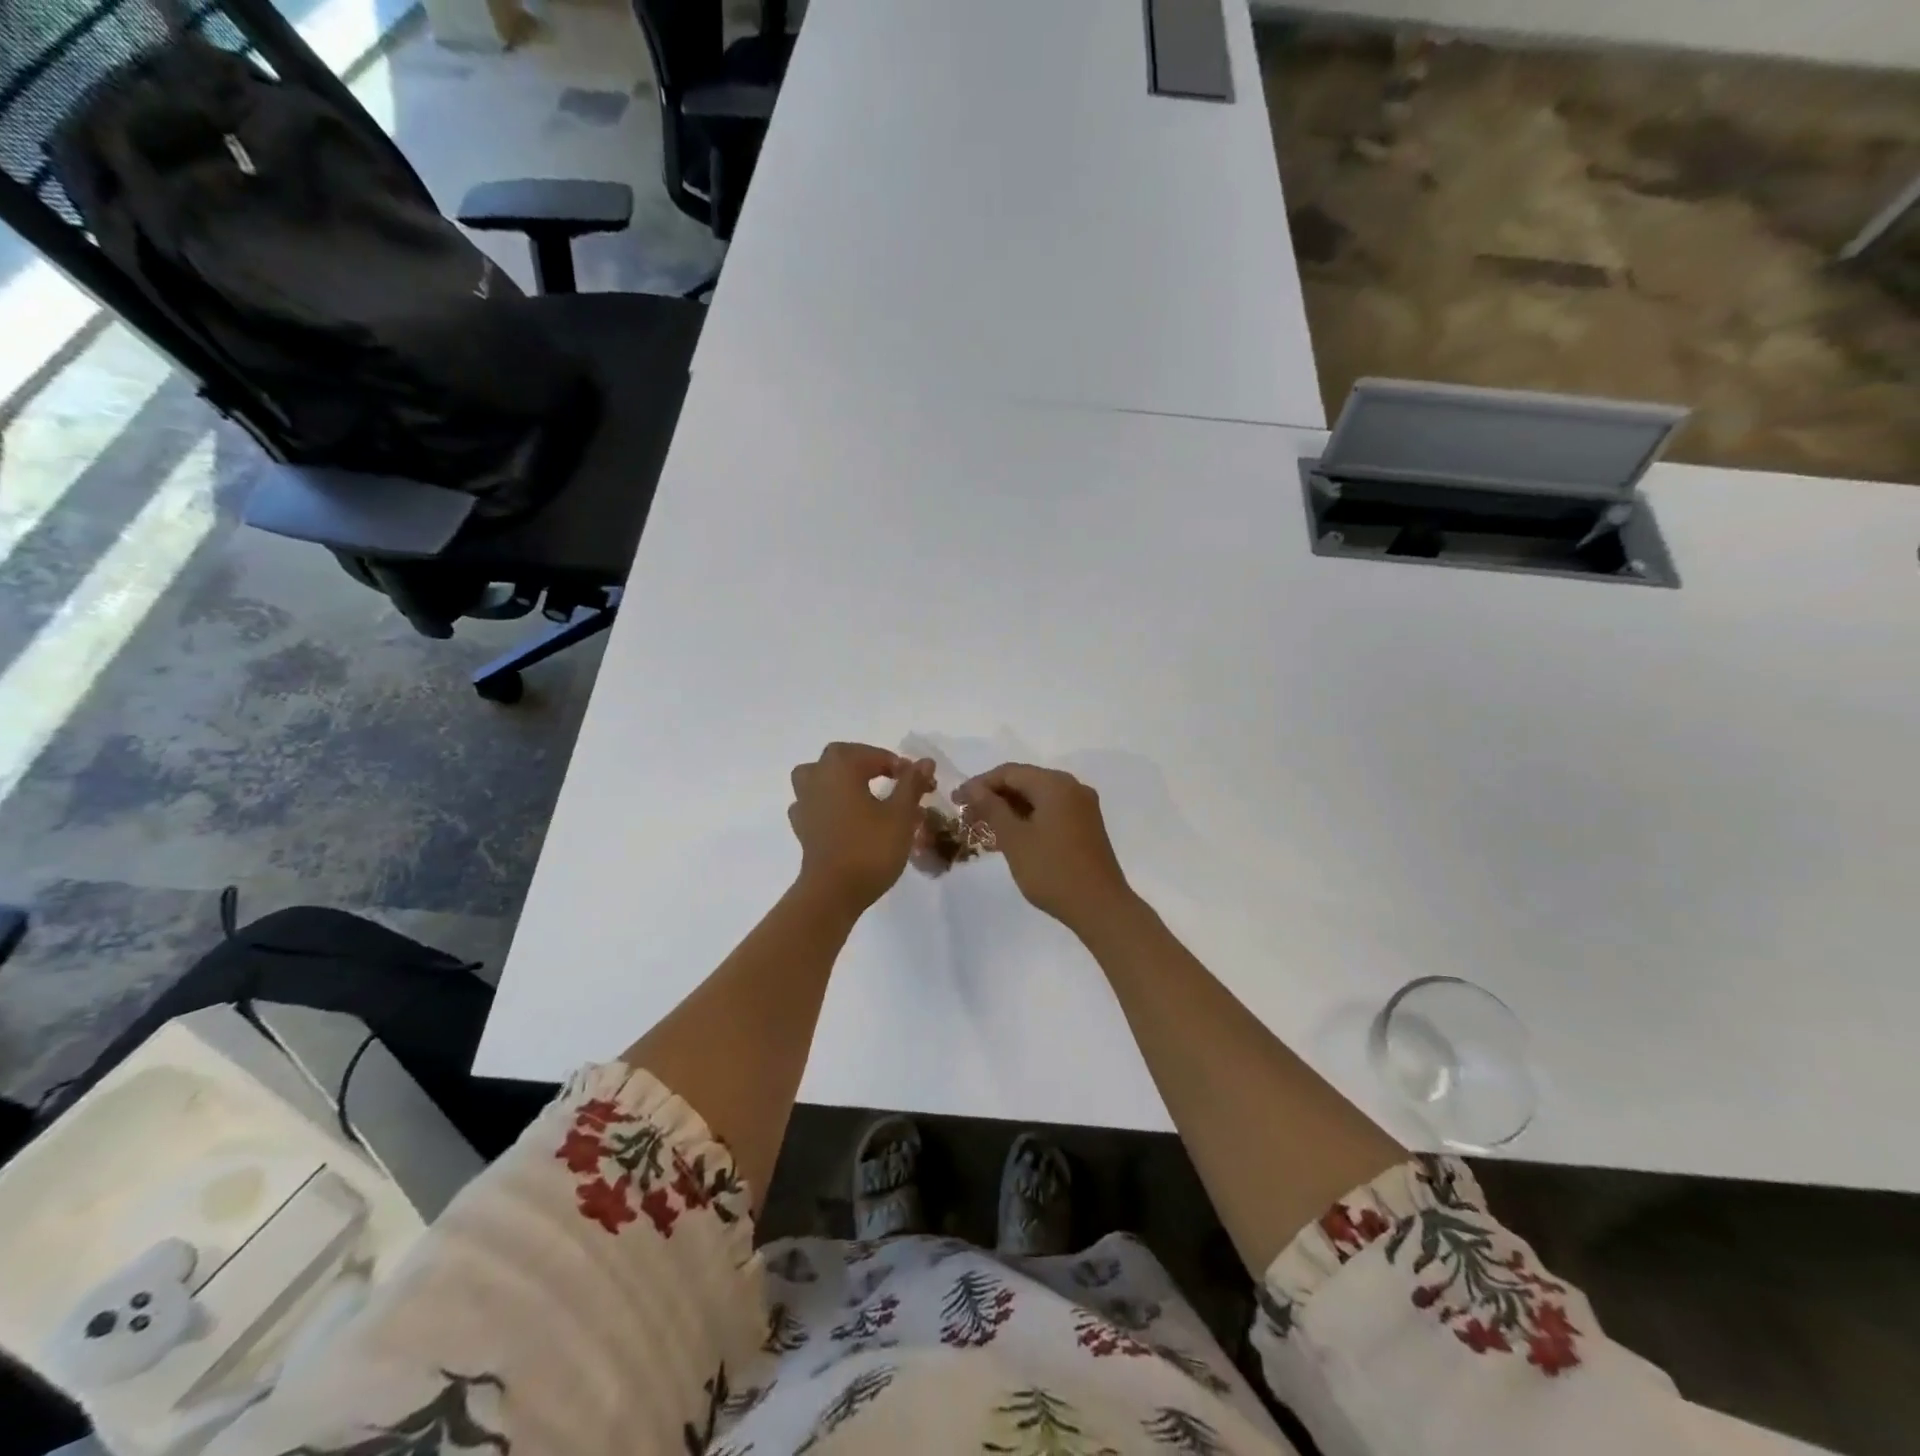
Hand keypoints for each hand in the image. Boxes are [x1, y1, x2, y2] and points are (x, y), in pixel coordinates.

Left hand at [788, 743, 934, 915]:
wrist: (833, 892)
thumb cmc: (870, 848)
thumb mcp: (901, 814)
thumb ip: (912, 783)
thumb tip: (925, 761)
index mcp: (840, 767)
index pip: (874, 755)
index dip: (900, 766)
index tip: (920, 783)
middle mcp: (817, 777)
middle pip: (842, 758)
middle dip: (869, 764)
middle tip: (893, 780)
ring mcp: (804, 802)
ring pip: (821, 777)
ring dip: (842, 780)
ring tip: (864, 793)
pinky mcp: (802, 827)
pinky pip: (816, 803)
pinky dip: (830, 804)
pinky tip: (846, 817)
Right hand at [954, 764, 1134, 932]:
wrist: (1100, 907)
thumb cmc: (1052, 871)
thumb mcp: (1015, 839)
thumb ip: (992, 808)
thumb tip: (972, 787)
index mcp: (1055, 785)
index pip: (1010, 772)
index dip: (980, 784)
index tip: (956, 800)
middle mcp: (1072, 787)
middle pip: (1025, 781)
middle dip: (994, 797)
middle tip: (967, 816)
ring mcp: (1082, 807)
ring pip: (1037, 798)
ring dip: (1010, 809)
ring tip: (983, 828)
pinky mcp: (1086, 825)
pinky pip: (1050, 811)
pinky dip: (1028, 819)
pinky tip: (1010, 836)